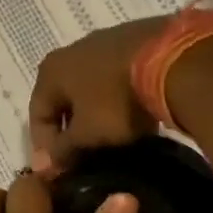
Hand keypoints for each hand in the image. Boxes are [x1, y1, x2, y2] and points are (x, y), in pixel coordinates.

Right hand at [28, 15, 171, 175]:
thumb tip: (46, 166)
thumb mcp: (87, 134)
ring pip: (91, 87)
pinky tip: (135, 114)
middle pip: (63, 99)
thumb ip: (63, 150)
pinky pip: (118, 77)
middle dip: (71, 129)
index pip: (37, 115)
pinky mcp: (136, 40)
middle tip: (83, 156)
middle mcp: (71, 51)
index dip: (44, 147)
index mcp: (50, 71)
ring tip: (113, 138)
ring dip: (96, 112)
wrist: (175, 60)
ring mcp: (105, 42)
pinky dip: (119, 98)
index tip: (59, 171)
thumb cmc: (117, 100)